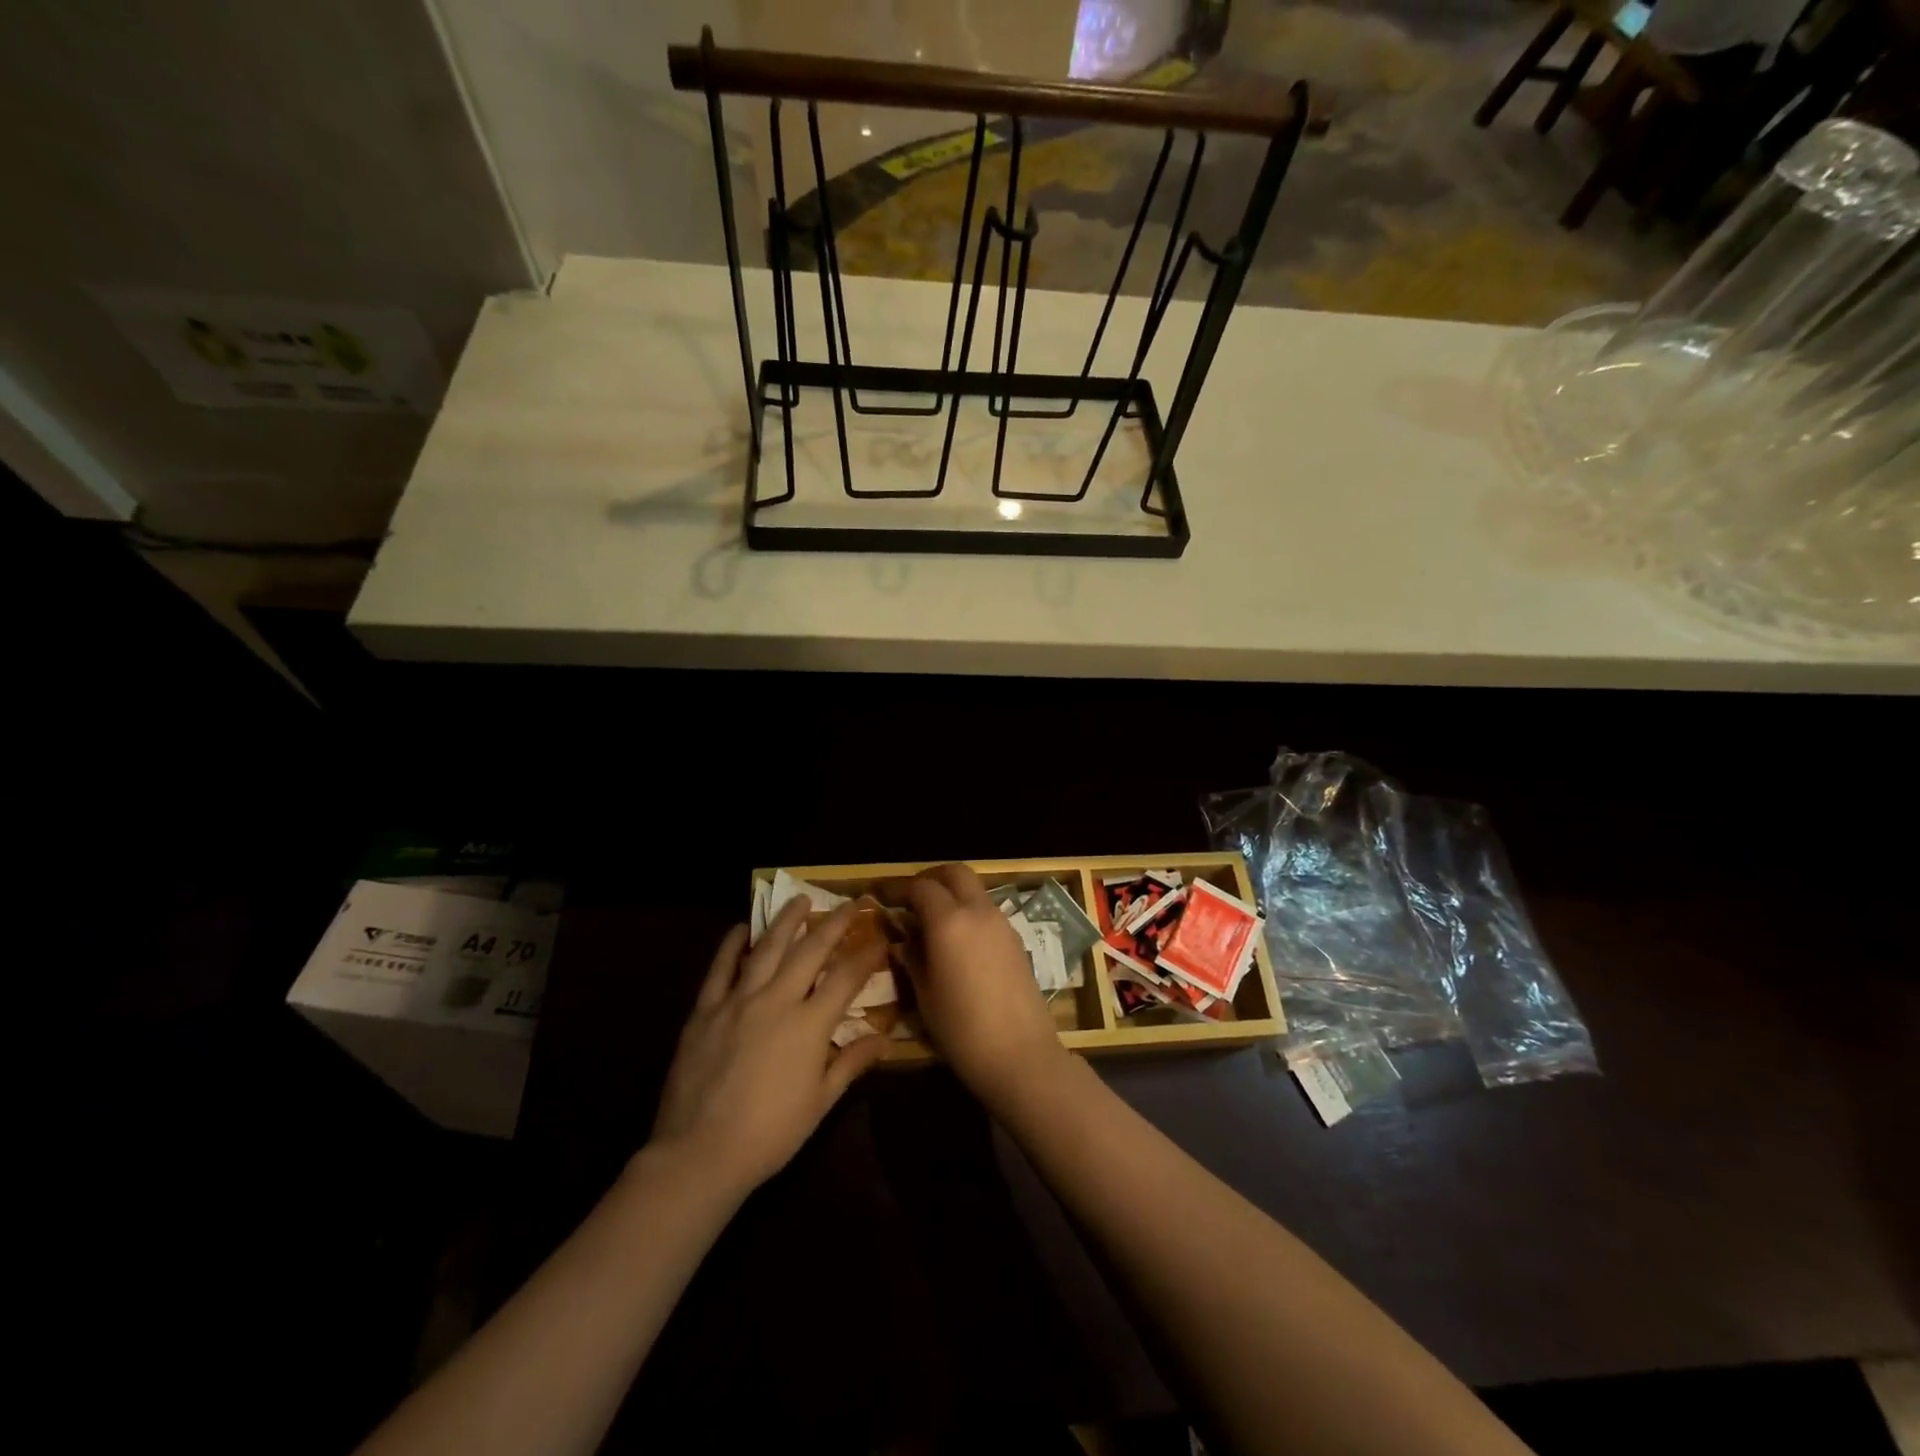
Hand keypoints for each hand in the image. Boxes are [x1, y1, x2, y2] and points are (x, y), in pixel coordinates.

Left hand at [649, 898, 887, 1199]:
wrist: (699, 1154)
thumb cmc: (769, 1135)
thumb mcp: (819, 1103)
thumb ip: (850, 1063)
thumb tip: (883, 1037)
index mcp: (809, 1024)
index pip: (846, 977)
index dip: (867, 954)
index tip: (880, 936)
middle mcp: (776, 1000)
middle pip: (811, 950)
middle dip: (834, 923)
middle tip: (849, 902)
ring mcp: (737, 1001)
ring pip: (767, 948)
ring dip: (787, 921)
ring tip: (800, 899)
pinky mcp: (705, 1010)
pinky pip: (720, 968)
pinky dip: (732, 945)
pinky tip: (742, 928)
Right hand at [891, 865, 1067, 1104]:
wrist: (1021, 1054)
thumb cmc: (962, 1029)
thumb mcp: (925, 995)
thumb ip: (912, 958)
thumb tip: (902, 940)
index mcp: (949, 921)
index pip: (921, 886)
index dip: (899, 888)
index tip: (882, 895)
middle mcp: (978, 911)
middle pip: (955, 873)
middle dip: (931, 878)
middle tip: (911, 897)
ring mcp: (1002, 923)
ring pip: (974, 889)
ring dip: (952, 893)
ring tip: (932, 920)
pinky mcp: (1016, 939)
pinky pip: (987, 910)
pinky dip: (969, 911)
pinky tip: (958, 939)